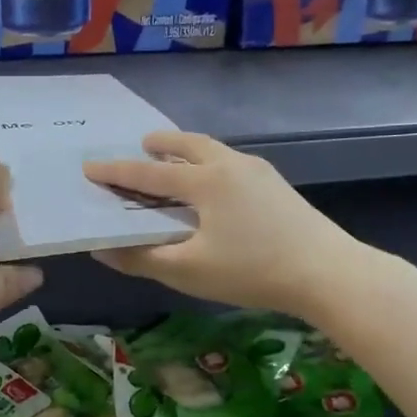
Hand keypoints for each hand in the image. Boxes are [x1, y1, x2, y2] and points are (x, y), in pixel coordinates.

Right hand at [83, 131, 359, 318]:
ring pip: (214, 150)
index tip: (90, 166)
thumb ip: (141, 259)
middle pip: (189, 145)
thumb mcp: (187, 271)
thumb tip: (101, 249)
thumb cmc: (251, 271)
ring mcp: (258, 172)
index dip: (116, 172)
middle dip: (161, 144)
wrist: (326, 272)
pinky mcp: (277, 186)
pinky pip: (232, 163)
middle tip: (142, 145)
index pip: (149, 173)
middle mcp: (230, 165)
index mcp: (204, 181)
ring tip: (176, 159)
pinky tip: (215, 185)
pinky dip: (211, 164)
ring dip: (188, 150)